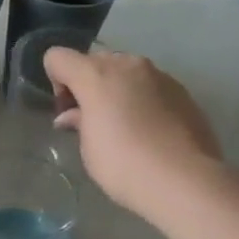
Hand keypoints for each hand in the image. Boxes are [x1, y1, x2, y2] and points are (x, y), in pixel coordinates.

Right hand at [44, 47, 231, 219]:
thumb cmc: (122, 164)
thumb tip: (72, 115)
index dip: (56, 82)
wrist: (183, 180)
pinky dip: (141, 100)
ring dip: (116, 90)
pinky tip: (148, 131)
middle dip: (87, 84)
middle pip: (94, 61)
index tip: (67, 111)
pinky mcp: (182, 91)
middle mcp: (128, 65)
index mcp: (97, 75)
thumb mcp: (88, 146)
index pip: (58, 57)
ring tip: (123, 126)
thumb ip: (78, 121)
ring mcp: (159, 75)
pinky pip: (150, 86)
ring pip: (125, 71)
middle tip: (91, 119)